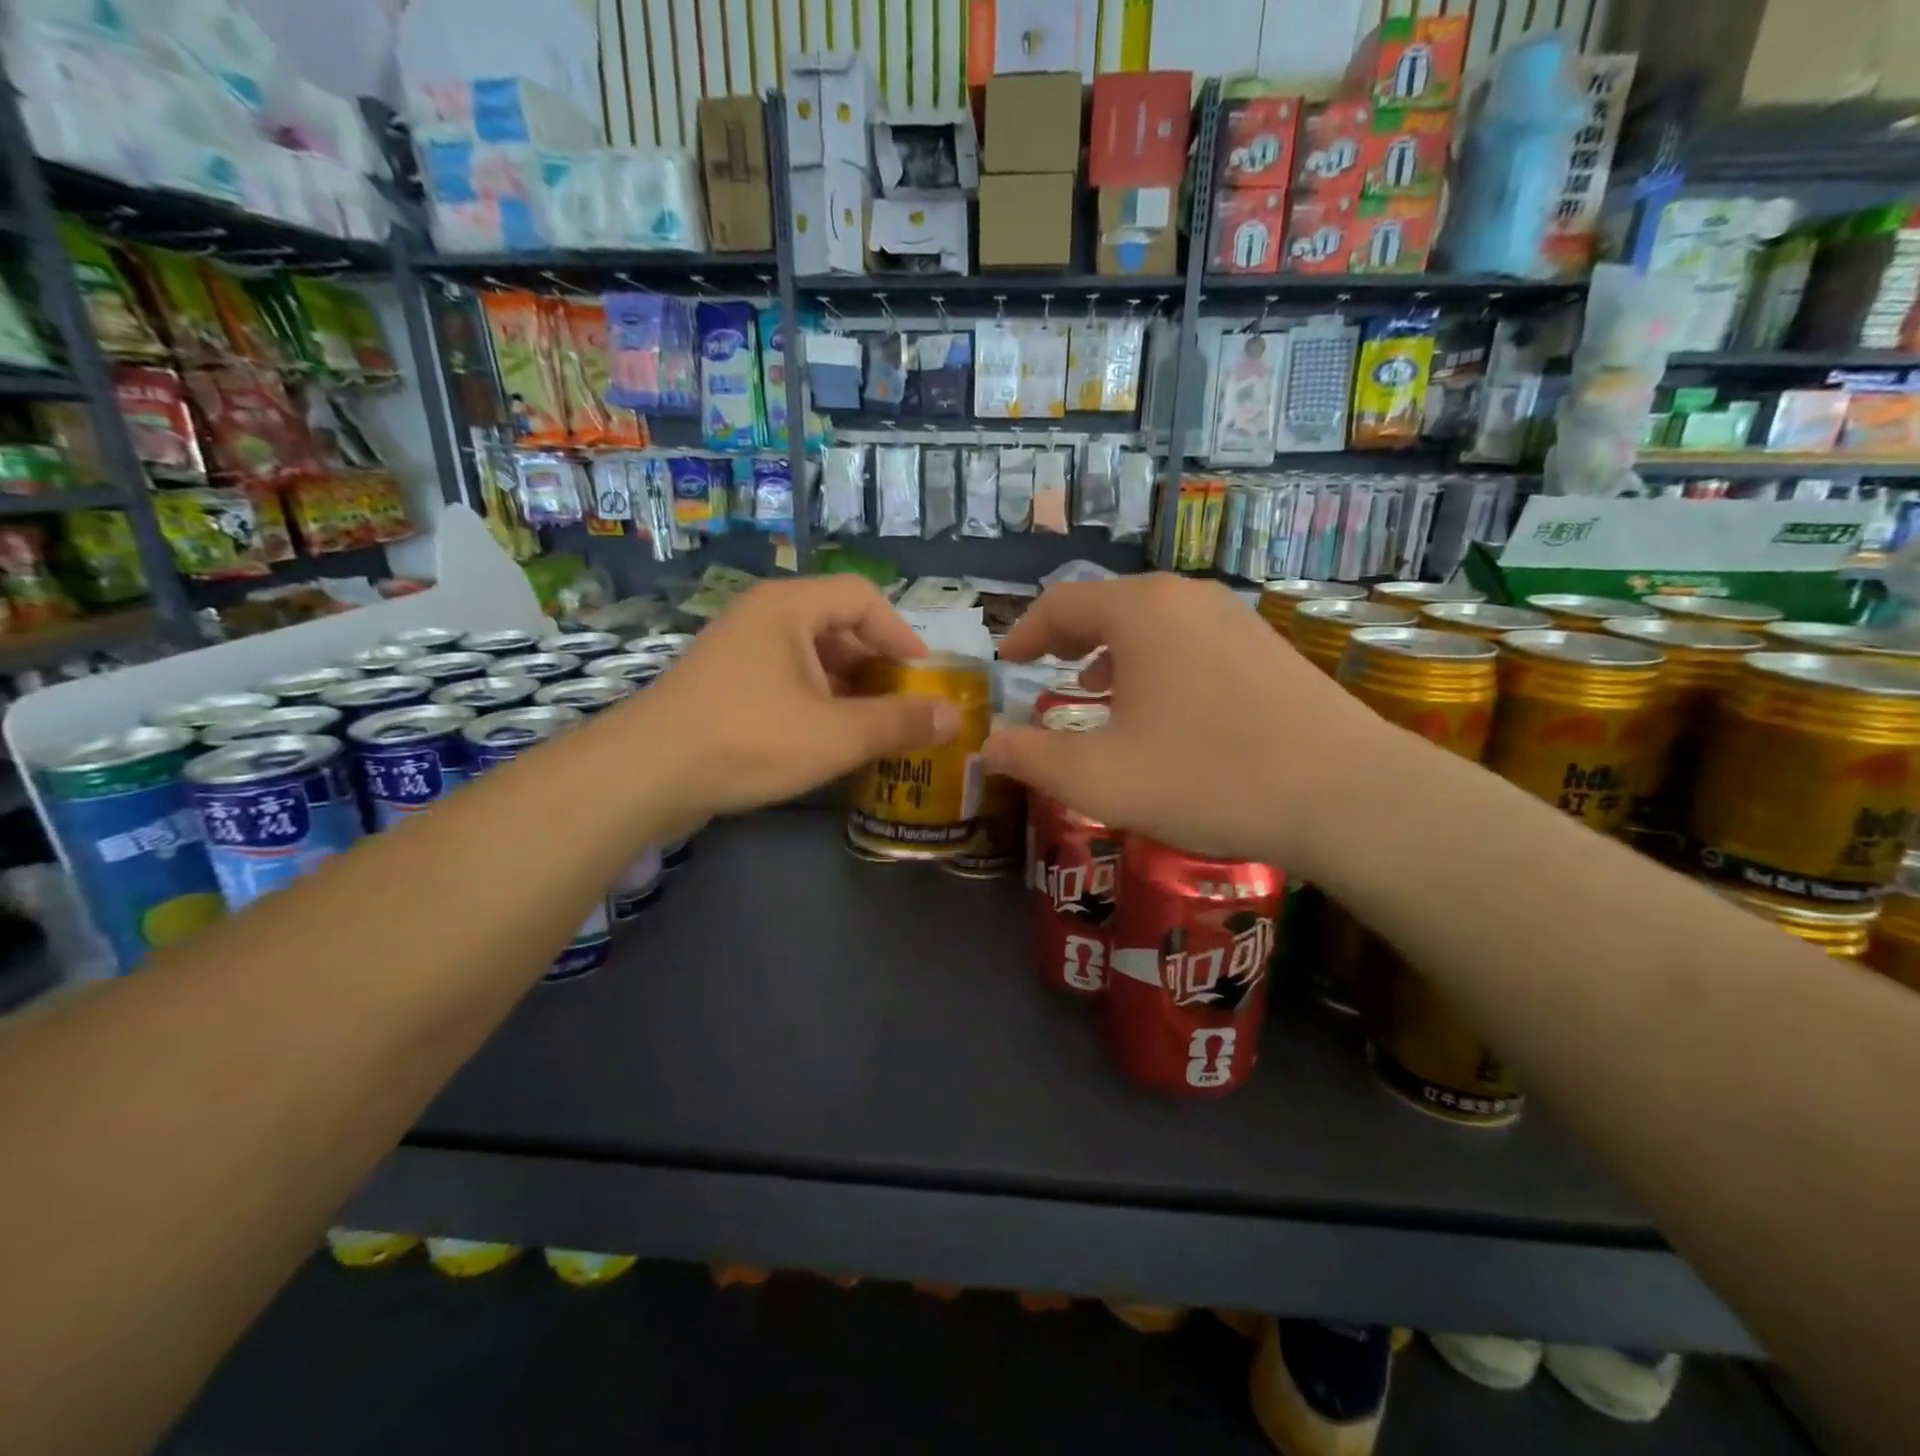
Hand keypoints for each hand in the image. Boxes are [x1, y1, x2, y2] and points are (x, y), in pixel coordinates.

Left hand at [638, 576, 959, 819]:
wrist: (645, 775)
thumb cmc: (748, 739)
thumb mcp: (836, 735)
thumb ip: (899, 723)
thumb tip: (954, 718)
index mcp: (789, 608)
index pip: (862, 597)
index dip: (901, 633)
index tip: (924, 676)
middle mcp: (762, 618)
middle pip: (837, 627)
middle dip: (876, 668)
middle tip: (904, 707)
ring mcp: (738, 652)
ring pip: (810, 659)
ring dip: (848, 690)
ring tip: (874, 730)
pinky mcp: (723, 687)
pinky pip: (785, 682)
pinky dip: (816, 704)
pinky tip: (828, 742)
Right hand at [982, 574, 1397, 872]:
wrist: (1346, 793)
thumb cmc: (1208, 778)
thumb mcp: (1101, 779)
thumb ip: (1033, 759)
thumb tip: (988, 746)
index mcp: (1140, 611)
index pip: (1061, 603)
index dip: (1024, 631)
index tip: (1007, 661)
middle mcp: (1185, 597)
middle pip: (1107, 603)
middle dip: (1067, 637)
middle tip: (1043, 669)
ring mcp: (1234, 616)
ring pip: (1151, 620)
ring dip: (1111, 648)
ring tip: (1094, 688)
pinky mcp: (1265, 644)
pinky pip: (1189, 636)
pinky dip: (1155, 658)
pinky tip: (1161, 703)